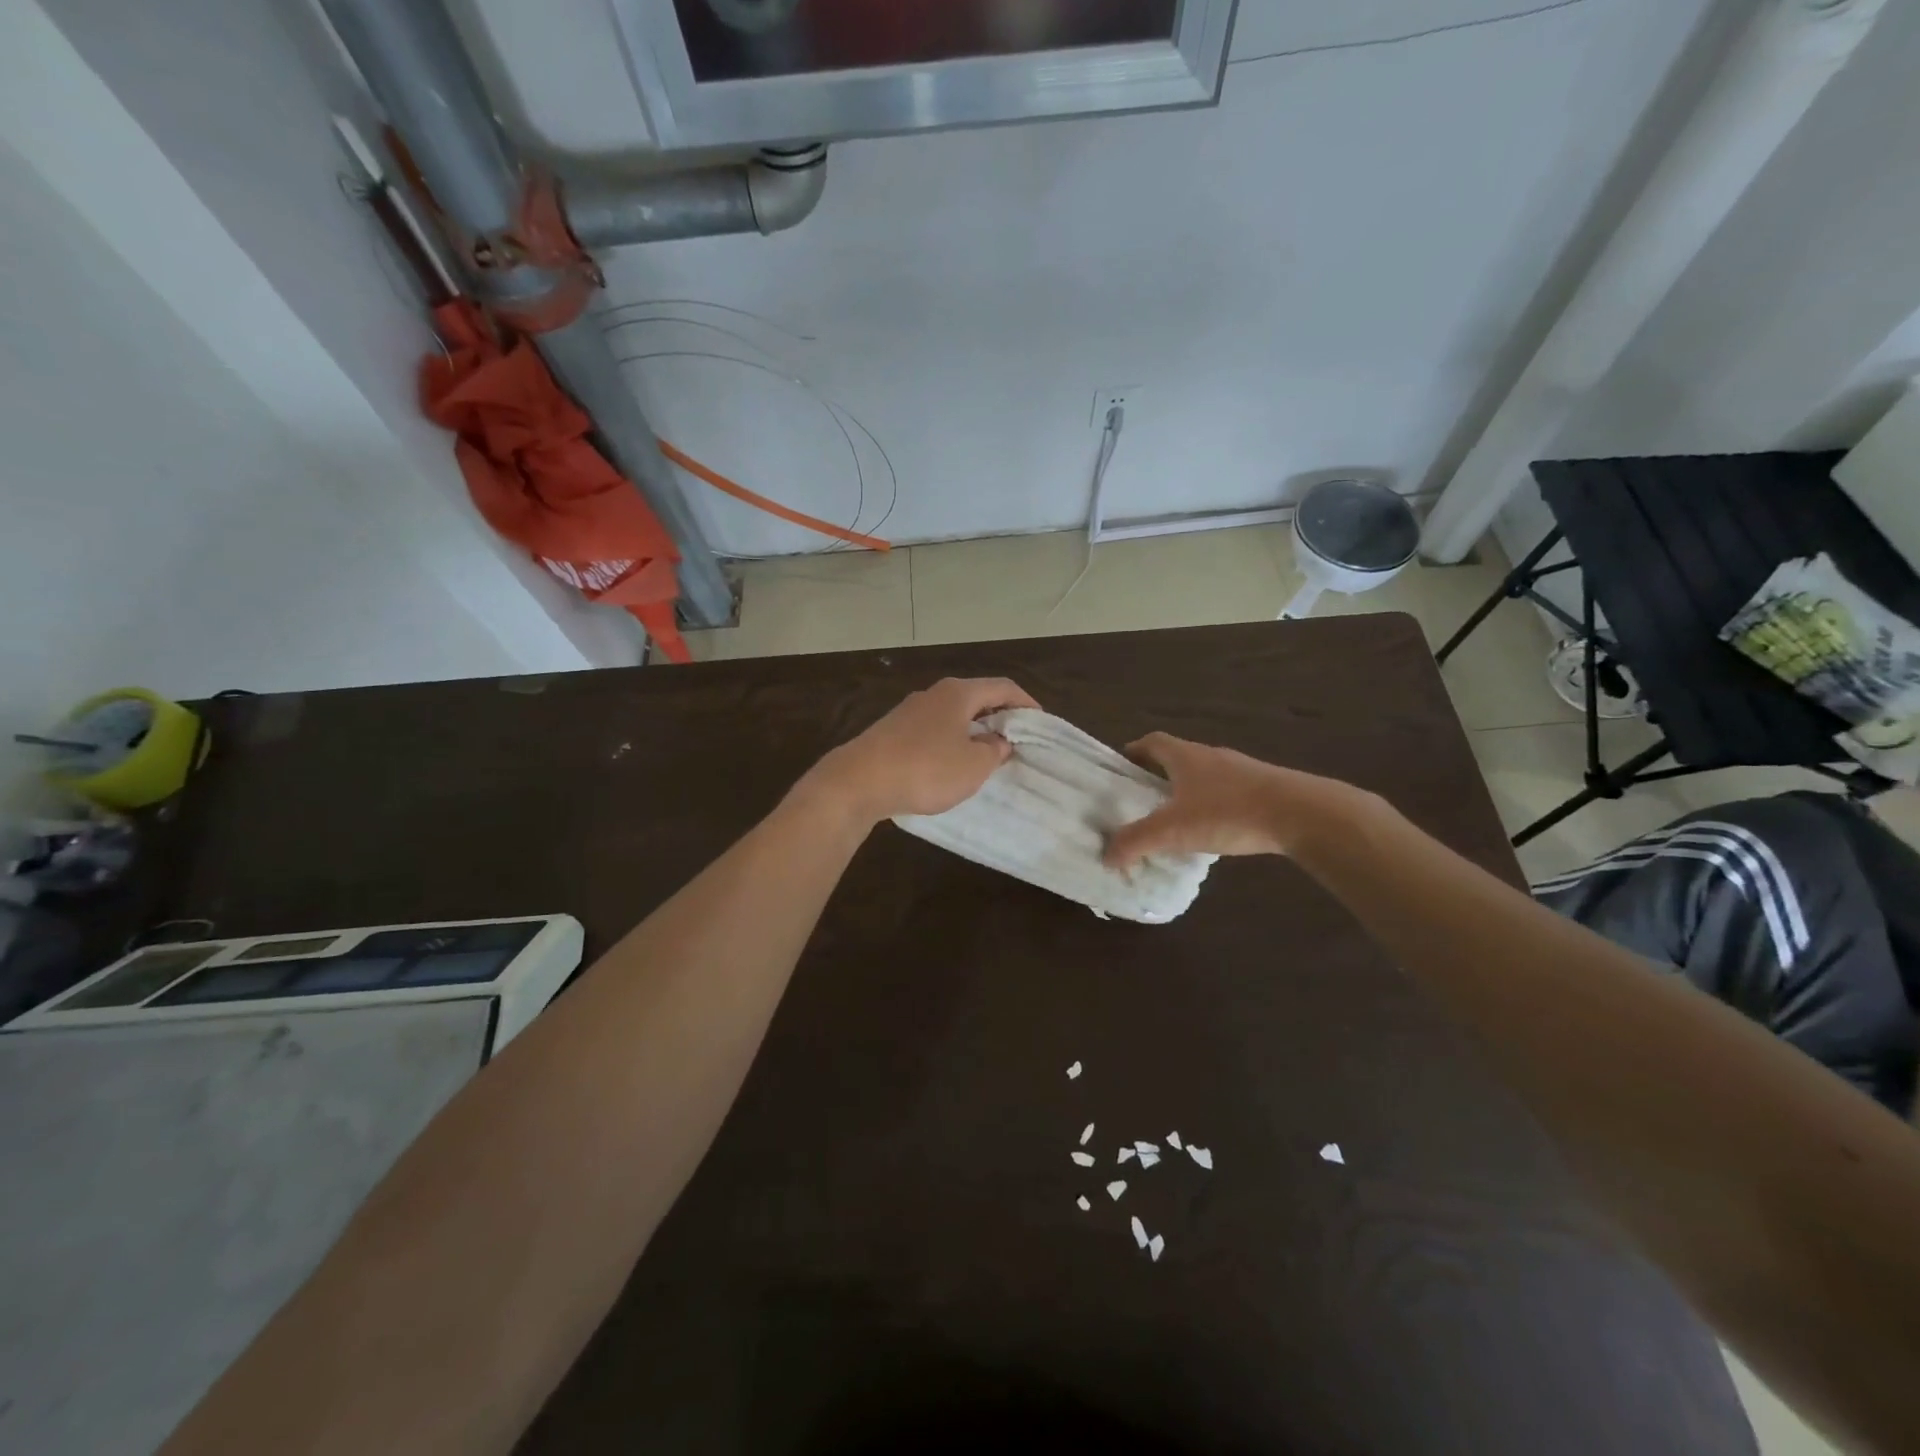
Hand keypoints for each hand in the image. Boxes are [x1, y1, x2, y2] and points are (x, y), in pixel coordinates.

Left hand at [802, 677, 1039, 824]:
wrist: (858, 782)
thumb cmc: (926, 769)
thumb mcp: (973, 765)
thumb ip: (994, 751)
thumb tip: (997, 741)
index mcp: (959, 693)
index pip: (1003, 687)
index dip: (1026, 703)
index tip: (1040, 723)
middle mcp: (934, 694)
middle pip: (977, 697)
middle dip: (1000, 717)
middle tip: (1017, 741)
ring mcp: (910, 711)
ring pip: (954, 715)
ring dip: (974, 730)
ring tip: (988, 755)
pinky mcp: (893, 731)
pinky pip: (934, 730)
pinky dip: (951, 741)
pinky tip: (951, 764)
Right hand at [1102, 732, 1375, 869]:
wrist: (1300, 813)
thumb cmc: (1228, 812)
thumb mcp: (1173, 830)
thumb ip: (1136, 841)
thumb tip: (1105, 855)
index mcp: (1185, 756)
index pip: (1152, 742)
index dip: (1134, 752)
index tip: (1121, 768)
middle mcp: (1211, 756)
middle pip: (1177, 757)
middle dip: (1158, 775)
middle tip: (1141, 798)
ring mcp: (1241, 770)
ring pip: (1204, 776)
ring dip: (1187, 791)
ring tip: (1175, 818)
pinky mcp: (1264, 788)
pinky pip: (1228, 792)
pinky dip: (1213, 806)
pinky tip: (1213, 830)